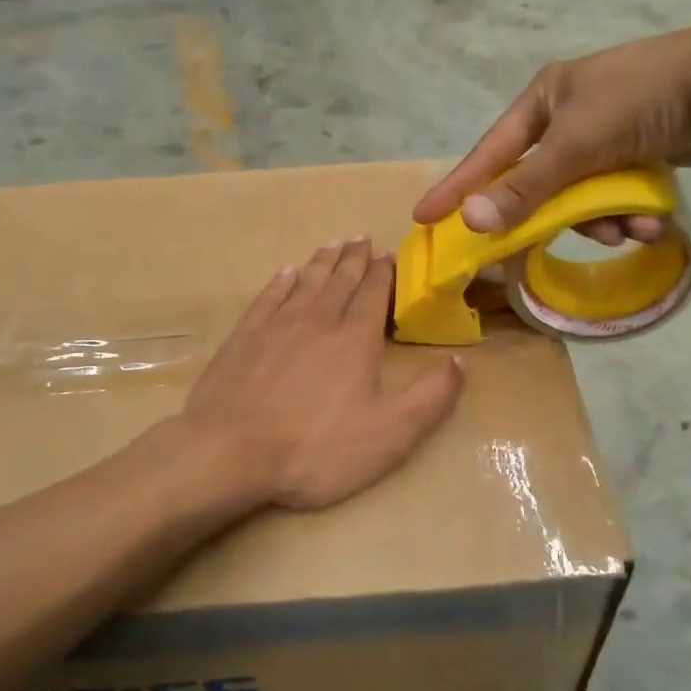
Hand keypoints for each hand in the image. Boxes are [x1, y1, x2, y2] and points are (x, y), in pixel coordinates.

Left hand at [183, 239, 464, 510]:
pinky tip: (286, 273)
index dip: (384, 274)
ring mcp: (276, 326)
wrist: (230, 452)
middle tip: (363, 238)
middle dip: (355, 259)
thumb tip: (460, 361)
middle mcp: (318, 321)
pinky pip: (268, 297)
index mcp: (355, 341)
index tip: (389, 254)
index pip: (374, 295)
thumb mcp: (389, 435)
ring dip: (322, 261)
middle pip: (340, 281)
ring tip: (334, 244)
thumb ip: (430, 398)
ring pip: (305, 282)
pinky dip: (281, 281)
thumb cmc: (315, 448)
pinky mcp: (244, 337)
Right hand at [413, 19, 690, 243]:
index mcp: (543, 101)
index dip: (458, 187)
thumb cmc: (638, 102)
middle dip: (553, 214)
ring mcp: (605, 135)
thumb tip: (471, 222)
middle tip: (533, 250)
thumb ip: (524, 188)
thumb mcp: (575, 146)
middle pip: (538, 182)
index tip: (425, 217)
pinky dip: (628, 212)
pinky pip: (615, 194)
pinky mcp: (638, 152)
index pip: (488, 153)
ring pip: (581, 196)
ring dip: (602, 220)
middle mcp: (568, 116)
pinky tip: (651, 221)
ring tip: (627, 229)